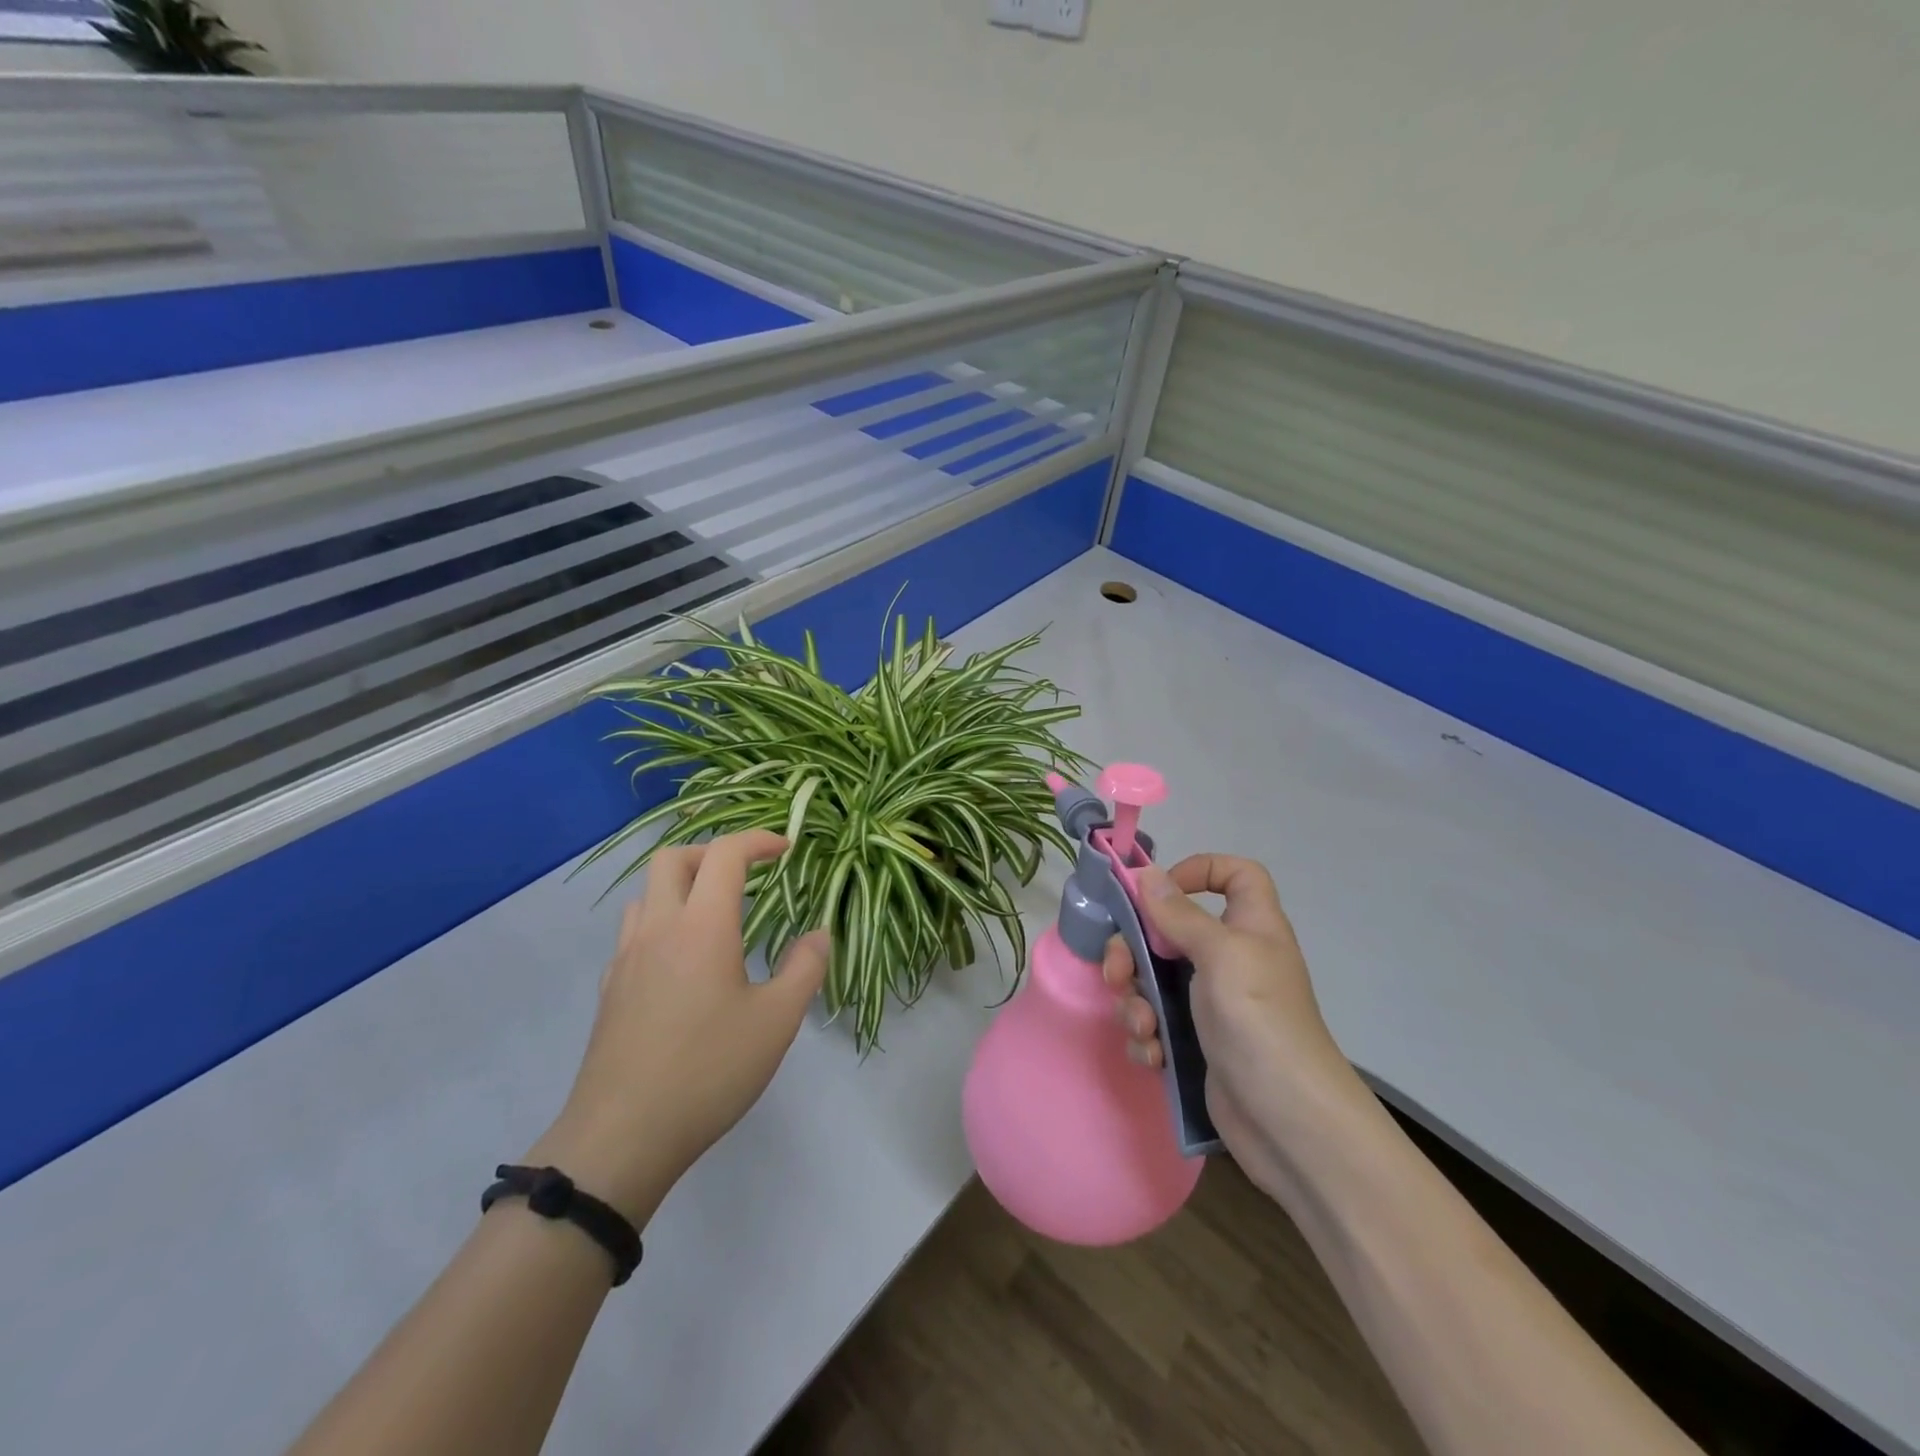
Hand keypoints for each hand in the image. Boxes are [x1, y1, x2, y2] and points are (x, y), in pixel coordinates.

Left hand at [529, 830, 830, 1224]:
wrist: (621, 1136)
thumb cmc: (708, 1070)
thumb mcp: (777, 1021)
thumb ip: (804, 968)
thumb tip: (818, 934)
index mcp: (701, 926)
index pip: (725, 854)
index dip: (757, 840)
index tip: (785, 849)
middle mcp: (658, 929)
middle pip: (672, 859)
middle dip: (711, 853)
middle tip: (745, 875)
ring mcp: (625, 959)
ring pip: (645, 894)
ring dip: (680, 887)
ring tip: (714, 915)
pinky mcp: (609, 990)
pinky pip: (633, 934)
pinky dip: (661, 925)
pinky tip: (682, 964)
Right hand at [1101, 855, 1359, 1184]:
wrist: (1288, 1123)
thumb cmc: (1260, 1020)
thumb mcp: (1221, 955)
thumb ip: (1179, 914)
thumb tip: (1148, 874)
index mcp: (1249, 927)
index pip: (1236, 875)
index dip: (1200, 870)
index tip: (1160, 891)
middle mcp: (1229, 959)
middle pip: (1169, 930)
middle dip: (1133, 951)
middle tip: (1118, 973)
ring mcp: (1211, 1003)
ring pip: (1152, 980)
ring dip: (1136, 1002)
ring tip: (1144, 1028)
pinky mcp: (1195, 1042)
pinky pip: (1156, 1022)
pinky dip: (1147, 1036)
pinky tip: (1153, 1056)